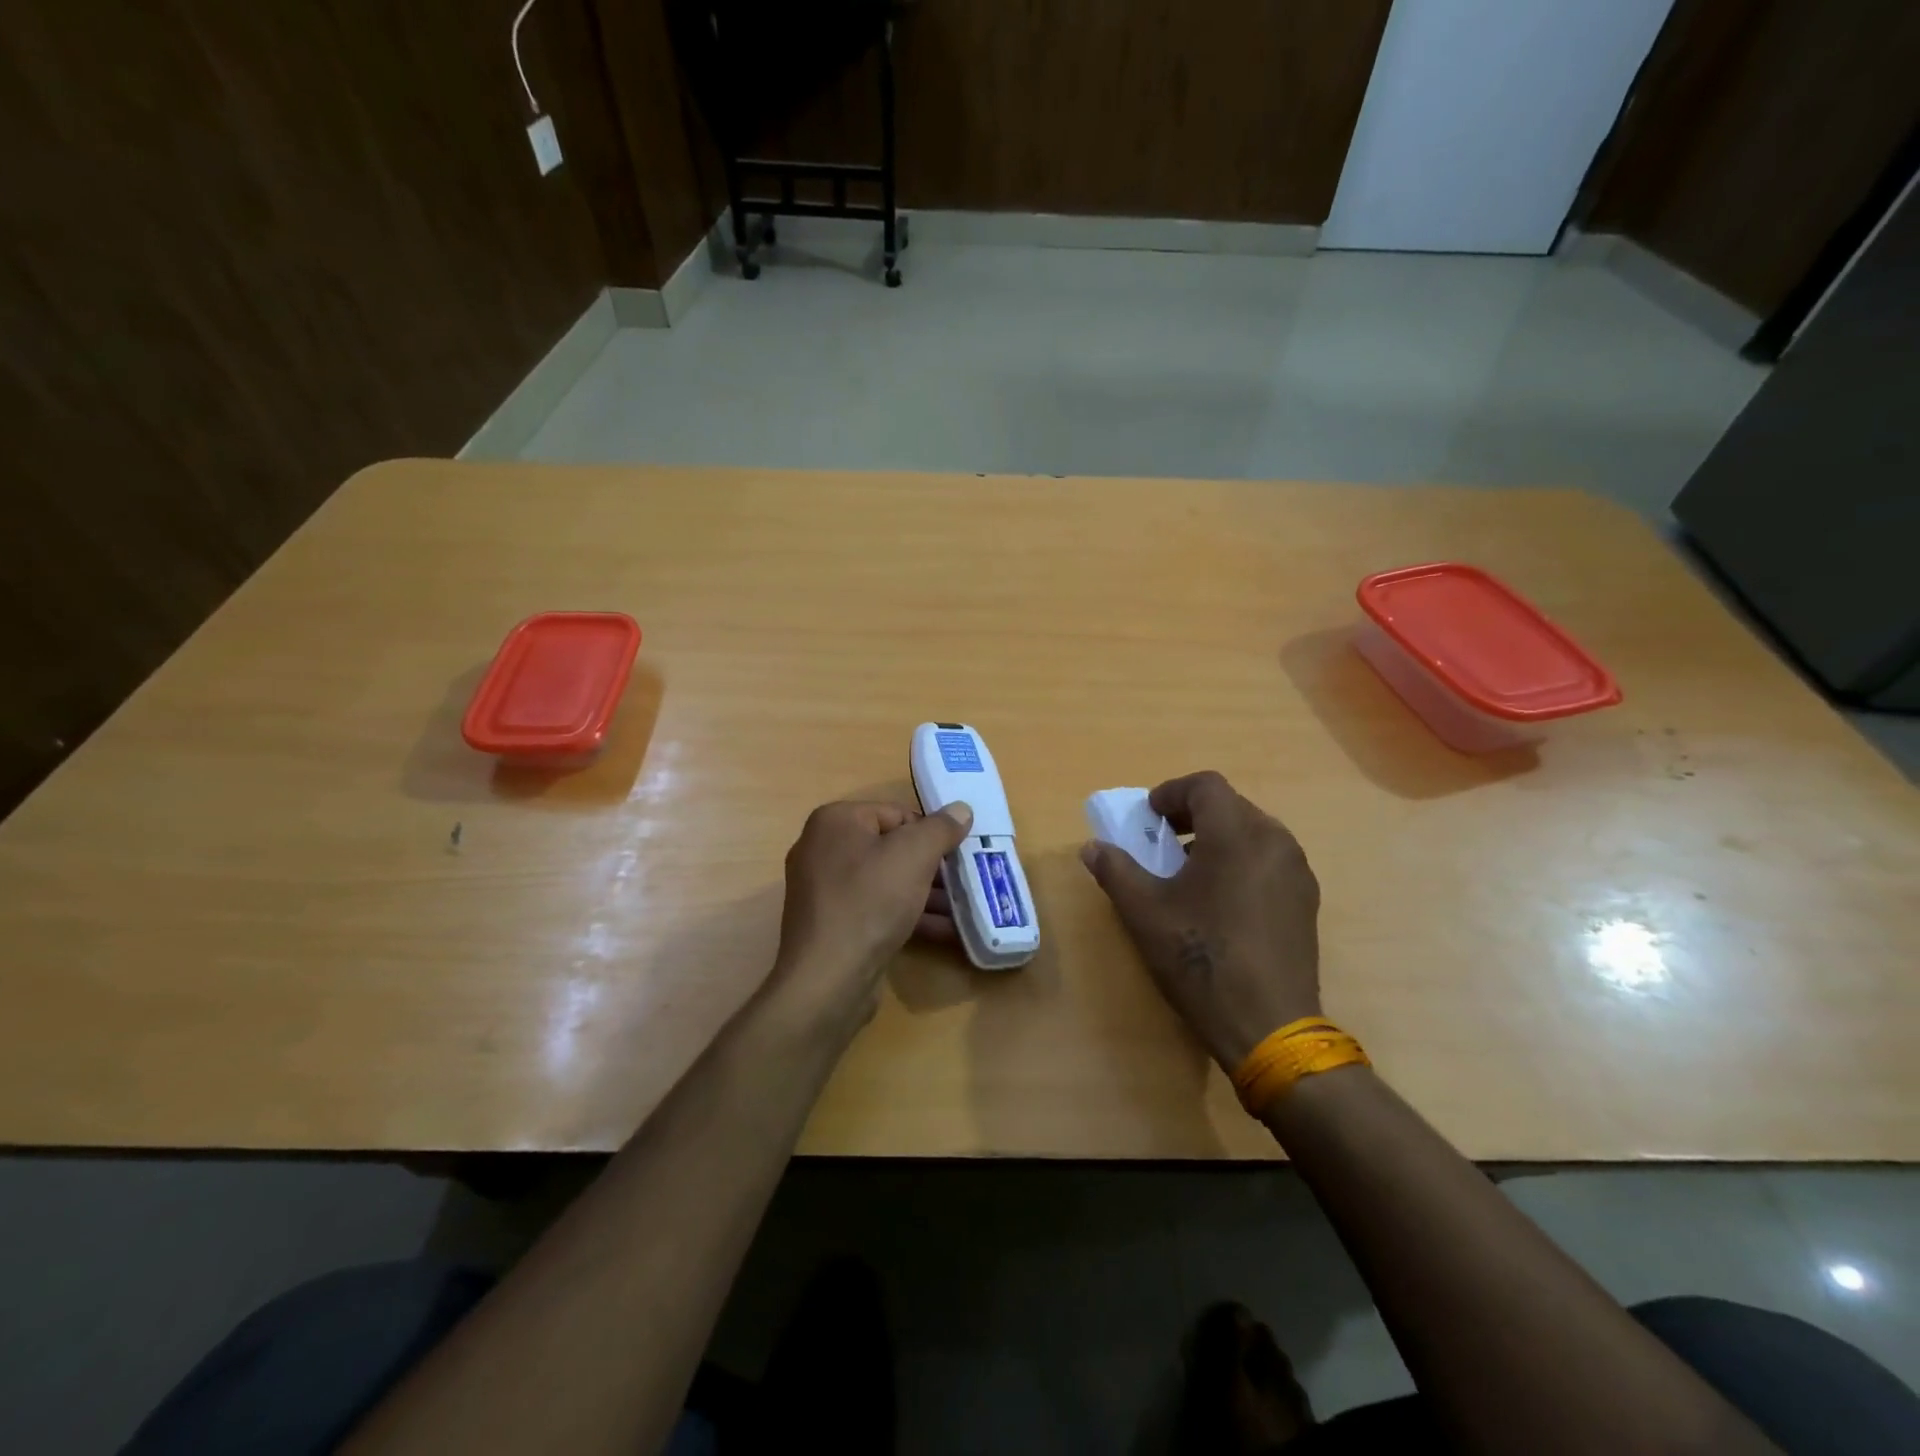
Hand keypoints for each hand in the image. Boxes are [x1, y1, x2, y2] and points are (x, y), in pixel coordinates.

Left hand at [771, 798, 974, 1027]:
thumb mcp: (914, 855)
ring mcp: (825, 889)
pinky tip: (946, 930)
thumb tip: (961, 809)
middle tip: (967, 880)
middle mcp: (823, 849)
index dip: (931, 832)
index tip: (958, 853)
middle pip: (892, 848)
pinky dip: (909, 915)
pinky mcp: (833, 924)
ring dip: (927, 894)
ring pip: (887, 881)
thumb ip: (941, 828)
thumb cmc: (870, 901)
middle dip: (932, 866)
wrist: (828, 978)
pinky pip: (877, 908)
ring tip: (966, 908)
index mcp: (835, 821)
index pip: (896, 813)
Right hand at [1079, 771, 1320, 1070]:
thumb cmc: (1200, 959)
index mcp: (1236, 834)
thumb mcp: (1144, 912)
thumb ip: (1116, 870)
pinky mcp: (1306, 902)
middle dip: (1192, 815)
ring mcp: (1297, 872)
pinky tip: (1220, 901)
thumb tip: (1092, 847)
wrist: (1269, 1026)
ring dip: (1217, 838)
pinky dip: (1241, 862)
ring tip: (1189, 873)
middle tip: (1162, 842)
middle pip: (1230, 806)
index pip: (1206, 785)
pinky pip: (1269, 860)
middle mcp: (1274, 841)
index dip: (1171, 792)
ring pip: (1252, 833)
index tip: (1148, 817)